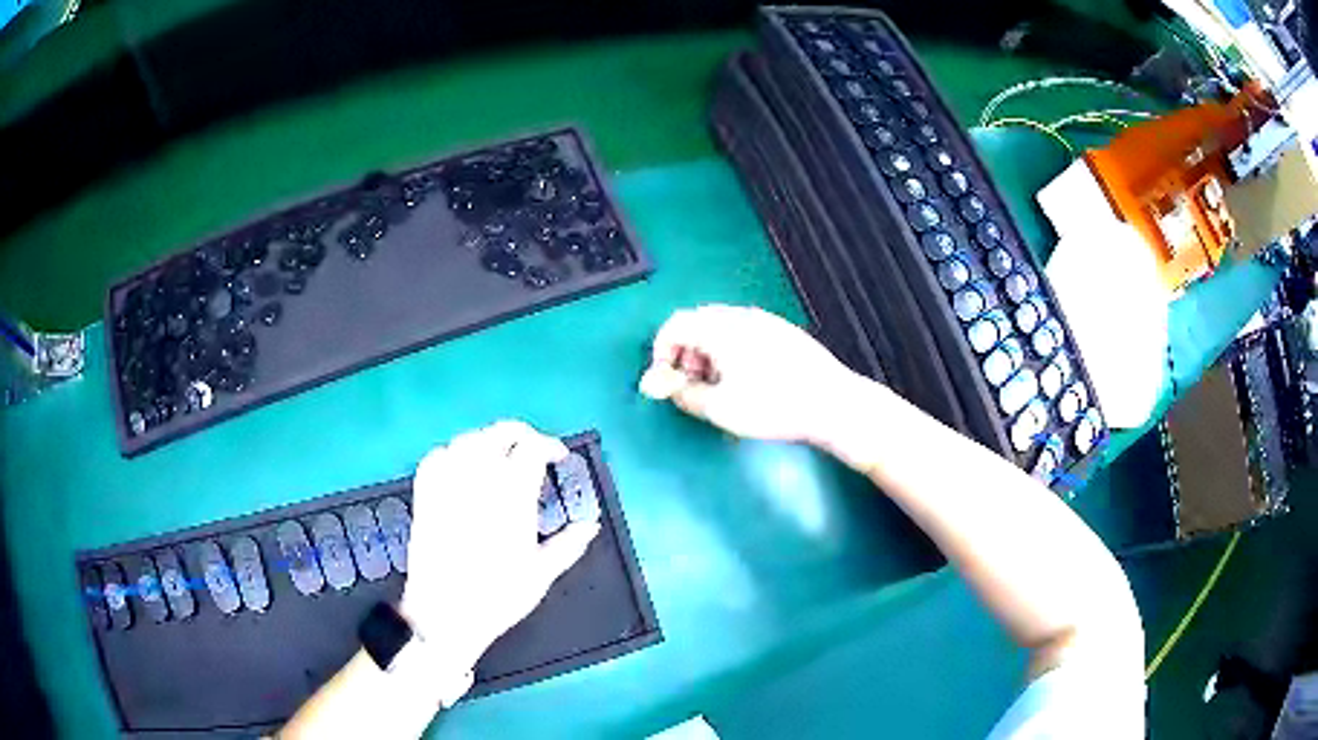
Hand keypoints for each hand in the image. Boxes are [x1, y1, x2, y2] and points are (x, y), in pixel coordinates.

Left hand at [399, 421, 600, 671]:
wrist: (445, 613)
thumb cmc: (498, 596)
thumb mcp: (541, 573)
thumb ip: (568, 545)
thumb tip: (590, 525)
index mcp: (512, 496)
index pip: (532, 449)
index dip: (549, 446)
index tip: (558, 457)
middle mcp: (478, 480)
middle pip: (498, 433)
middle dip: (520, 434)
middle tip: (532, 449)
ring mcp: (447, 485)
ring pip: (467, 440)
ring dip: (488, 440)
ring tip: (499, 456)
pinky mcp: (425, 495)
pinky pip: (436, 457)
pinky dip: (452, 452)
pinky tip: (460, 466)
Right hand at [639, 304, 859, 442]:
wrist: (833, 403)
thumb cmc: (774, 406)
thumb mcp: (721, 408)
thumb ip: (684, 394)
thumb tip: (665, 387)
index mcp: (721, 328)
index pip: (675, 324)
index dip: (661, 351)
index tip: (666, 380)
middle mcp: (741, 316)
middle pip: (697, 323)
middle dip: (685, 353)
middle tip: (691, 385)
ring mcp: (766, 321)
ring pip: (722, 328)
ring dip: (708, 353)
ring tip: (718, 387)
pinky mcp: (784, 332)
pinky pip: (744, 333)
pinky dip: (731, 351)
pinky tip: (746, 380)